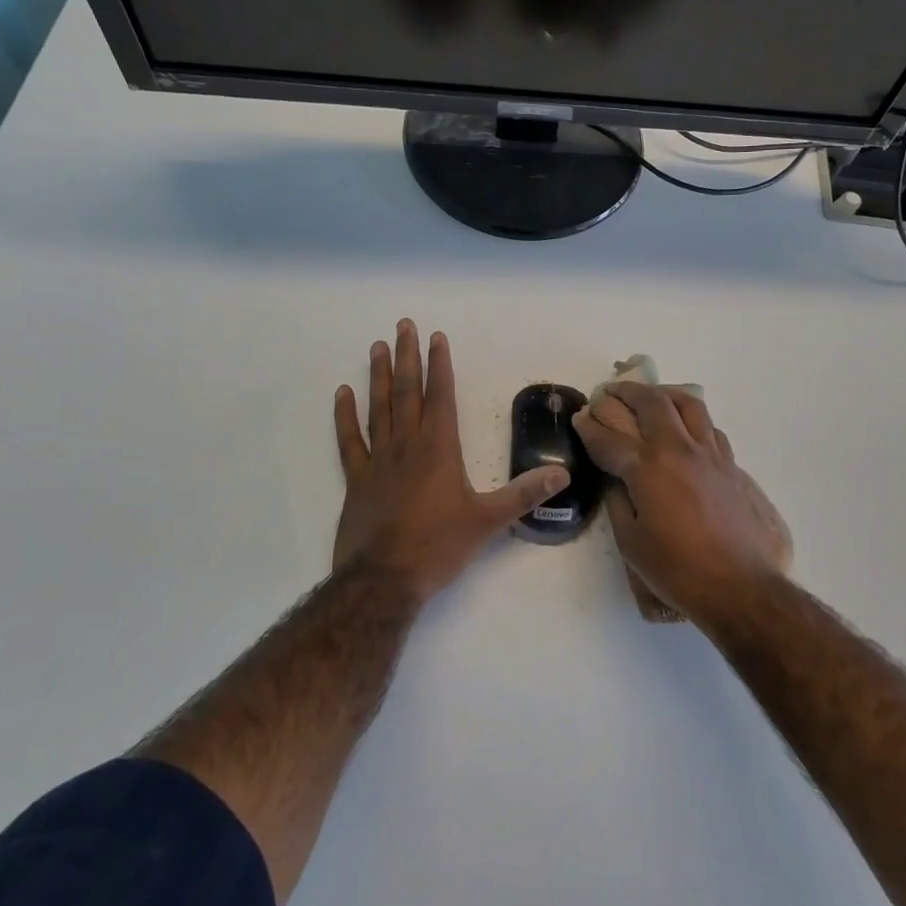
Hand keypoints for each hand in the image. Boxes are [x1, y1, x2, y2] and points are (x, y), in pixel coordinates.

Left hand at [333, 321, 569, 602]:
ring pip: (379, 408)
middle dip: (408, 357)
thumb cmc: (438, 547)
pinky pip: (350, 440)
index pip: (441, 396)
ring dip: (380, 376)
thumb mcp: (488, 521)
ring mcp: (378, 460)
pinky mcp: (357, 480)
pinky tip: (342, 394)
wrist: (383, 580)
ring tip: (377, 347)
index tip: (437, 337)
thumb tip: (562, 474)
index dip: (440, 365)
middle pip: (408, 392)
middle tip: (403, 325)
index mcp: (439, 449)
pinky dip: (345, 416)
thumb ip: (524, 495)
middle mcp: (408, 445)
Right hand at [573, 383, 791, 622]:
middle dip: (625, 393)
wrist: (741, 586)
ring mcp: (710, 453)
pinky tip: (685, 430)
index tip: (579, 418)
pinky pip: (709, 428)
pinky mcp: (732, 465)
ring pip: (687, 404)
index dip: (589, 426)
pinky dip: (692, 419)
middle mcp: (679, 449)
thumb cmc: (678, 570)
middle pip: (650, 402)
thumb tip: (617, 480)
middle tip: (610, 392)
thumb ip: (619, 502)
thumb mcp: (631, 542)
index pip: (609, 437)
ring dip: (663, 395)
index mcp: (647, 468)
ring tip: (651, 397)